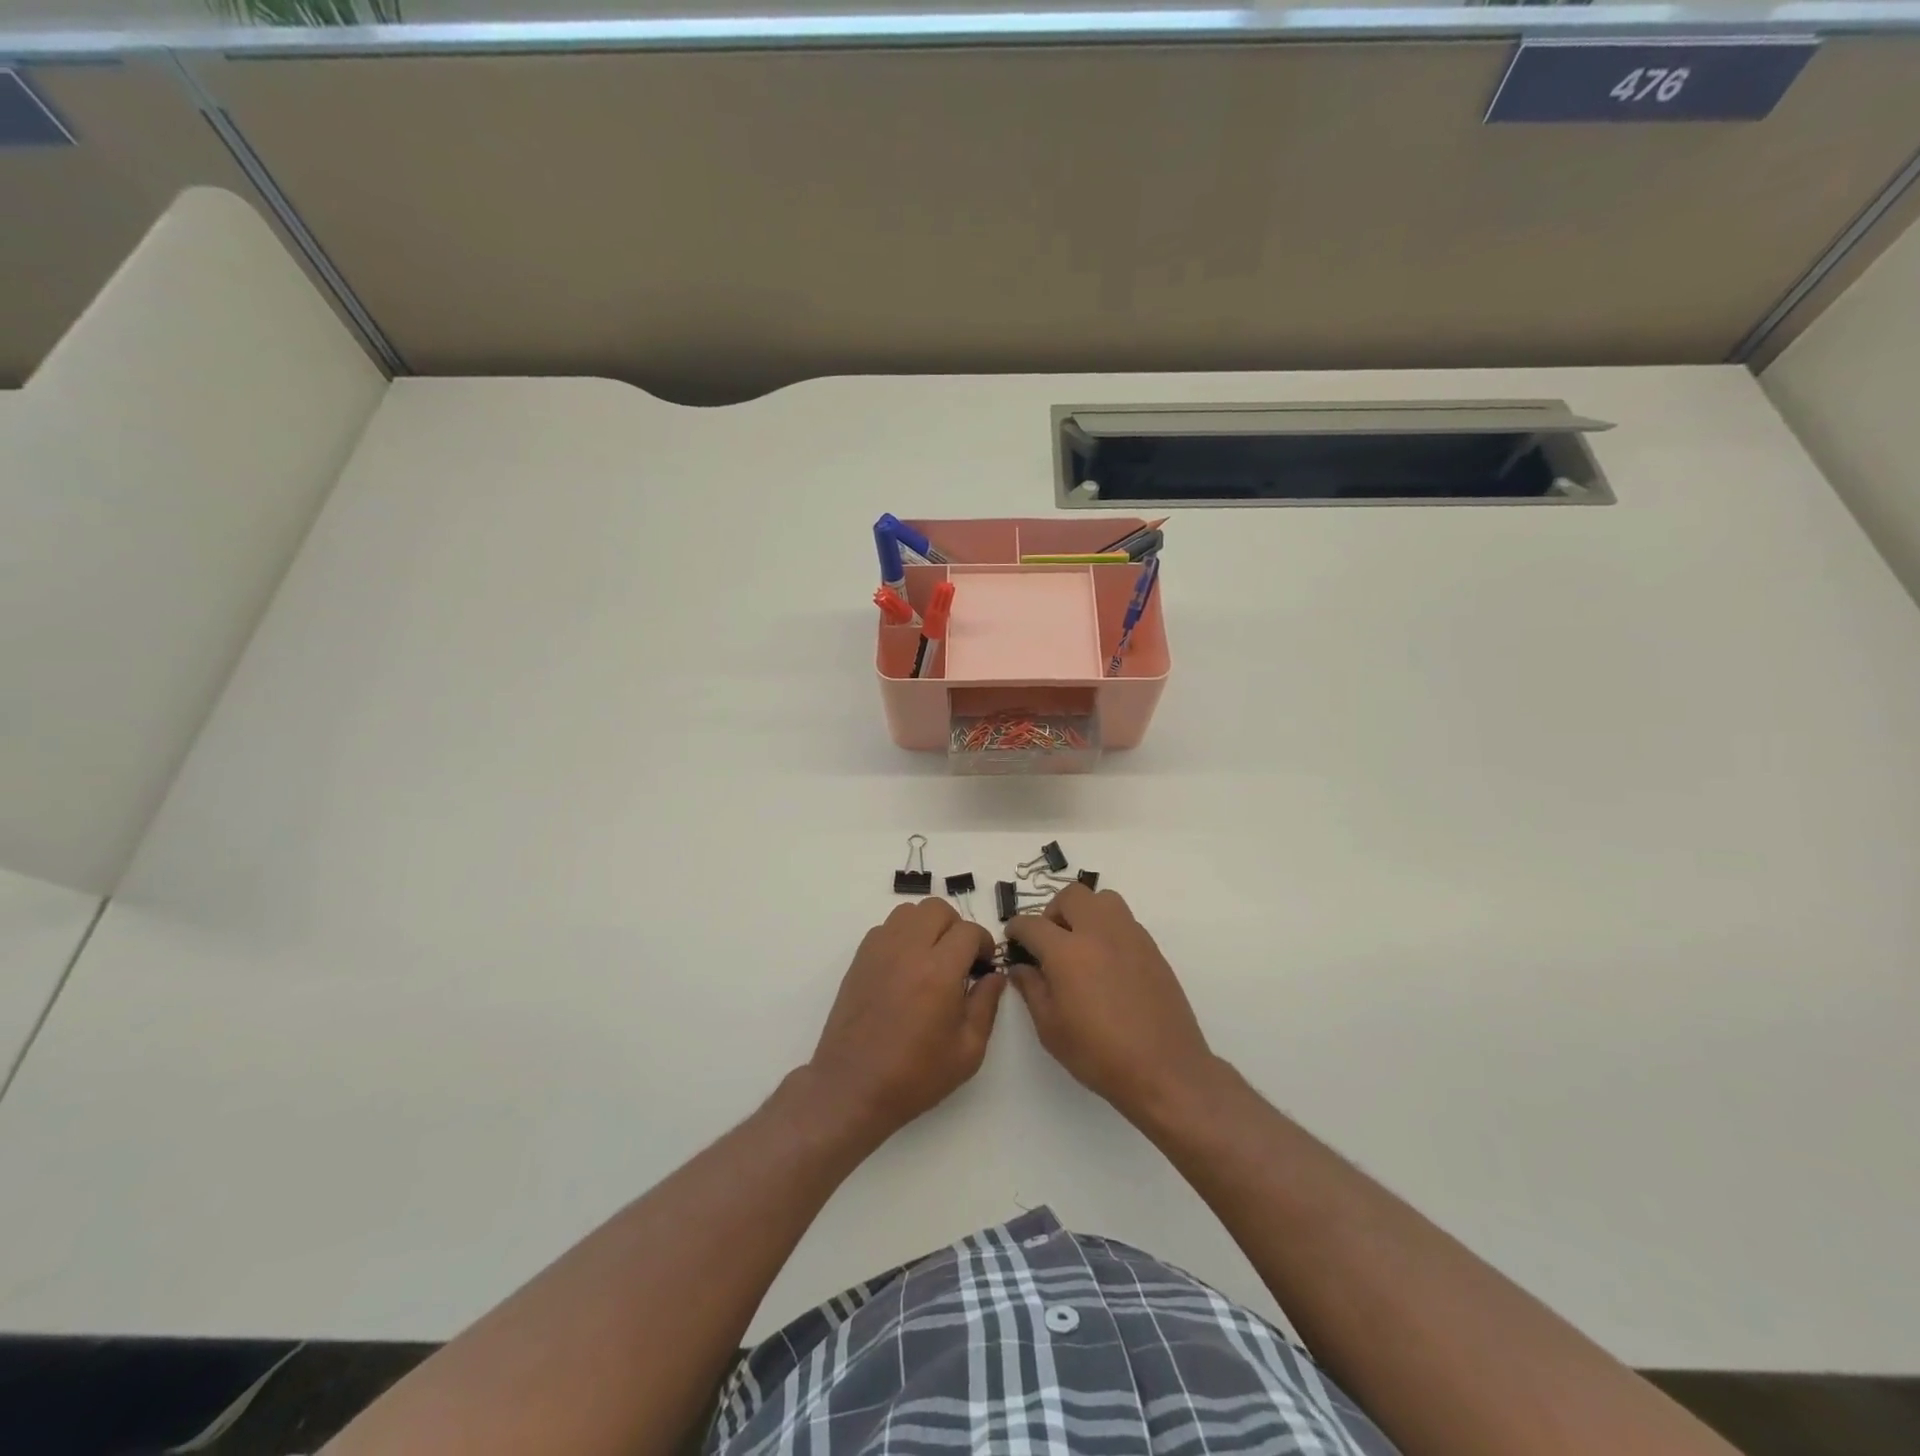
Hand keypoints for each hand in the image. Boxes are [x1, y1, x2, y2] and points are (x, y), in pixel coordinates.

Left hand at [806, 899, 1001, 1143]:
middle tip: (960, 959)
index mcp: (938, 971)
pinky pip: (886, 927)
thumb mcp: (968, 1051)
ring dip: (928, 926)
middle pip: (938, 909)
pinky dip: (902, 935)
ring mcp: (879, 950)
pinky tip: (906, 966)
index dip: (984, 944)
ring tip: (932, 958)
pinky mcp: (860, 958)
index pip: (969, 931)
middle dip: (956, 927)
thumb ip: (986, 1005)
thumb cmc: (915, 1075)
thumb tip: (994, 976)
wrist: (853, 1087)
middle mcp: (908, 950)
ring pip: (909, 911)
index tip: (984, 966)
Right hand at [1004, 884, 1215, 1125]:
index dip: (1016, 928)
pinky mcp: (1152, 948)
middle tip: (1049, 940)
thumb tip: (1020, 967)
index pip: (1032, 924)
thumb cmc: (1099, 1054)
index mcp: (1067, 951)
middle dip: (1053, 911)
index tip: (1013, 938)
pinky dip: (1108, 929)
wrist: (1164, 1069)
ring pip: (1103, 899)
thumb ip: (1031, 989)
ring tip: (1080, 943)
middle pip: (1071, 896)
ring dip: (1085, 911)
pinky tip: (1106, 962)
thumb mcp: (1051, 1029)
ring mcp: (1129, 936)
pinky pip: (1124, 921)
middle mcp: (1098, 932)